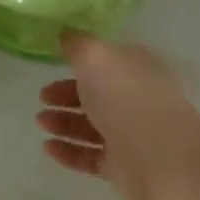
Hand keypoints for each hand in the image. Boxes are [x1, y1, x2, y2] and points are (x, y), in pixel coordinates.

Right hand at [36, 30, 199, 199]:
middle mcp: (136, 99)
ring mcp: (130, 135)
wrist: (158, 156)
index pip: (107, 62)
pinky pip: (90, 156)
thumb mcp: (96, 56)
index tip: (53, 64)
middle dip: (67, 94)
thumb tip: (66, 33)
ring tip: (41, 122)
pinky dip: (69, 151)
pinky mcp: (123, 166)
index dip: (80, 62)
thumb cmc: (125, 96)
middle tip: (42, 96)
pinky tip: (48, 147)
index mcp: (136, 69)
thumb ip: (77, 44)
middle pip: (97, 95)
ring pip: (92, 126)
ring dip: (64, 122)